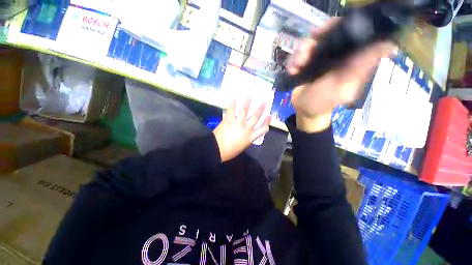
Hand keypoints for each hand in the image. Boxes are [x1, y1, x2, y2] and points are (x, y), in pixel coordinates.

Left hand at [213, 97, 270, 161]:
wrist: (217, 149)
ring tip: (249, 95)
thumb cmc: (230, 151)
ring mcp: (238, 122)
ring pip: (245, 110)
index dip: (267, 122)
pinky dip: (232, 101)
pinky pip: (232, 108)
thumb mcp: (243, 146)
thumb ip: (247, 138)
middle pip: (256, 116)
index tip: (269, 116)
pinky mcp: (229, 119)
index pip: (263, 129)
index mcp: (251, 137)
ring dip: (247, 102)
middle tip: (265, 101)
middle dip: (261, 108)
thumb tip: (247, 132)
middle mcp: (247, 128)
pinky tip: (234, 95)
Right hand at [287, 18, 395, 132]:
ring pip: (310, 42)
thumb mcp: (342, 87)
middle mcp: (337, 53)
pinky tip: (292, 71)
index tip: (326, 32)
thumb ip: (360, 67)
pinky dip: (293, 61)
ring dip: (300, 54)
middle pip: (327, 32)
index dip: (340, 26)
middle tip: (305, 54)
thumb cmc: (323, 102)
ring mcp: (319, 57)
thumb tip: (389, 45)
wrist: (303, 109)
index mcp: (351, 57)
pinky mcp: (306, 63)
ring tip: (296, 68)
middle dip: (314, 41)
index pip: (352, 31)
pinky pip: (298, 53)